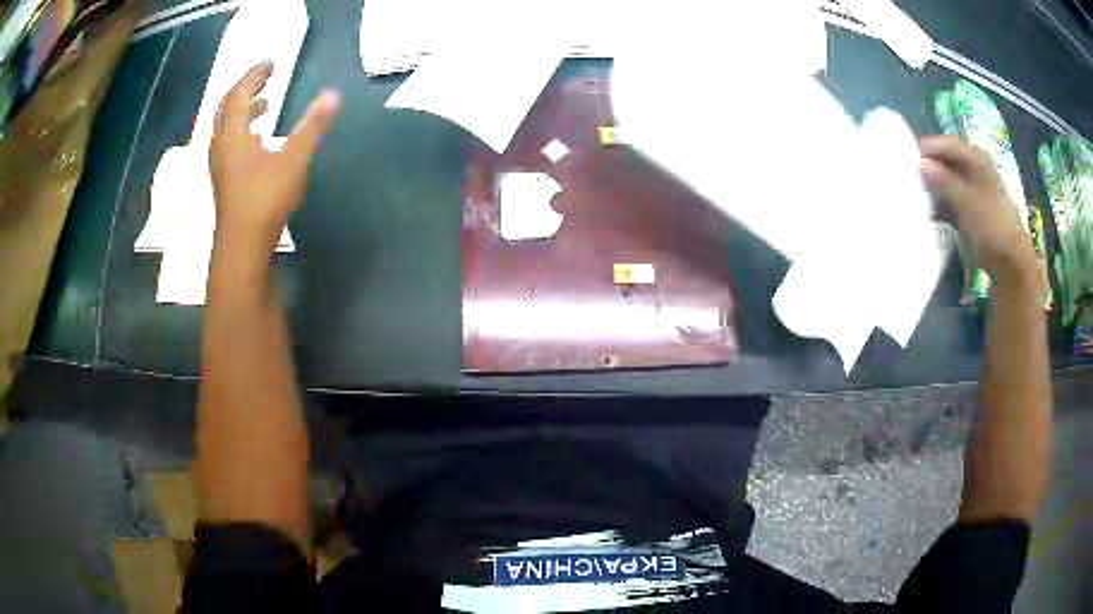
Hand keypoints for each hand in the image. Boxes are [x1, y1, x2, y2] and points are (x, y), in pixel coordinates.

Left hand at [210, 61, 340, 251]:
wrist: (241, 248)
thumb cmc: (264, 200)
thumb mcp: (293, 160)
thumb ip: (312, 127)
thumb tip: (333, 96)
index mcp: (233, 136)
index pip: (238, 94)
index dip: (253, 76)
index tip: (271, 64)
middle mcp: (221, 148)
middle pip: (225, 109)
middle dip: (244, 90)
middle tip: (263, 80)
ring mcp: (221, 167)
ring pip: (226, 130)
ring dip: (243, 113)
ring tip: (264, 105)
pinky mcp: (225, 183)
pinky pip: (230, 147)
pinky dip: (243, 134)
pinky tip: (259, 142)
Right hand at [919, 135, 1036, 283]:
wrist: (1012, 265)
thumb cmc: (993, 228)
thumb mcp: (967, 202)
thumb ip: (944, 182)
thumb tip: (921, 164)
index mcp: (977, 159)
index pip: (948, 145)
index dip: (929, 149)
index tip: (908, 158)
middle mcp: (976, 169)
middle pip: (947, 161)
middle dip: (930, 168)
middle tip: (909, 176)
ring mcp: (975, 191)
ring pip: (948, 181)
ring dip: (934, 188)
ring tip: (917, 195)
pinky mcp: (972, 212)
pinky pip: (951, 201)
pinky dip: (941, 204)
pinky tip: (930, 213)